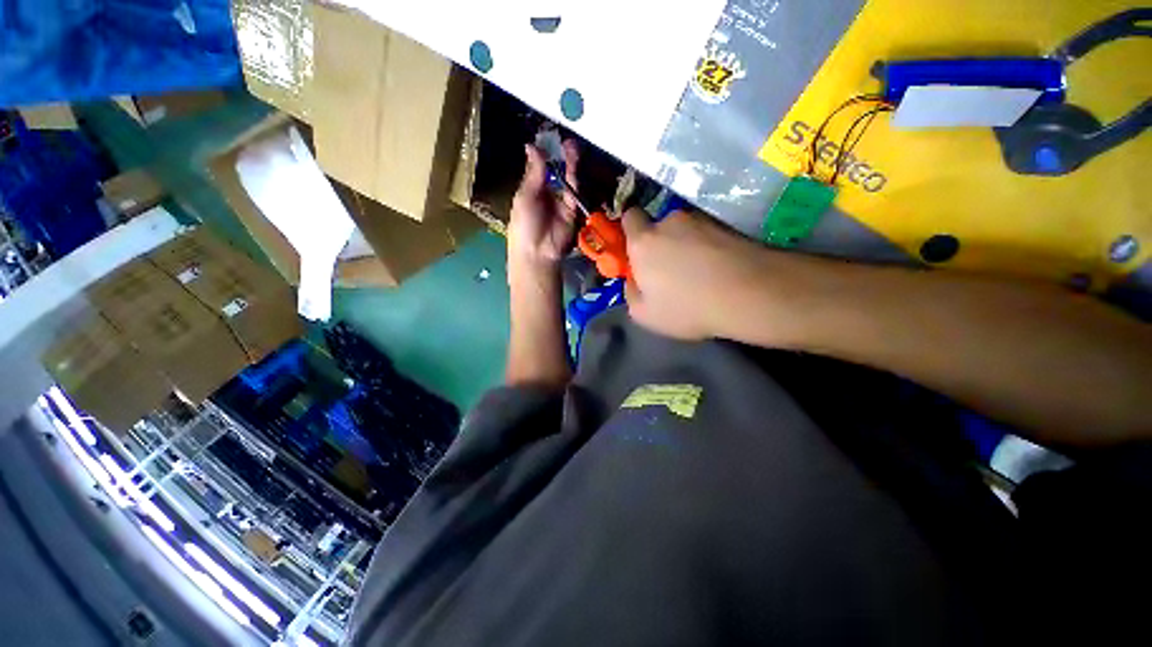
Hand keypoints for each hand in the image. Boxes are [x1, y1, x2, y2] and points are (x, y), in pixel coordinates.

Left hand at [508, 141, 580, 273]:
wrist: (538, 252)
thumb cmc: (524, 224)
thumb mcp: (525, 196)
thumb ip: (533, 172)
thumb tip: (532, 146)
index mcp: (531, 190)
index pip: (539, 168)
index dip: (544, 154)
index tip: (548, 138)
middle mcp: (547, 194)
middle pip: (556, 172)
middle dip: (559, 157)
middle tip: (563, 140)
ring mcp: (560, 203)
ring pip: (567, 180)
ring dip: (569, 164)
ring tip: (571, 147)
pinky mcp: (572, 211)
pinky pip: (574, 193)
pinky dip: (574, 179)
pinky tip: (573, 165)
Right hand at [622, 208, 771, 339]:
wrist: (749, 294)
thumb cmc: (686, 307)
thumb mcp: (644, 314)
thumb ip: (631, 293)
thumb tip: (635, 280)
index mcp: (643, 242)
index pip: (630, 217)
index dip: (631, 231)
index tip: (638, 252)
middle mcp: (670, 222)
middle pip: (659, 227)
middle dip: (661, 244)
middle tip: (671, 271)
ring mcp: (701, 221)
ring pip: (685, 231)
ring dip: (686, 246)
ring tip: (700, 273)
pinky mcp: (728, 225)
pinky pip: (708, 235)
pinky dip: (708, 248)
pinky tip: (718, 270)